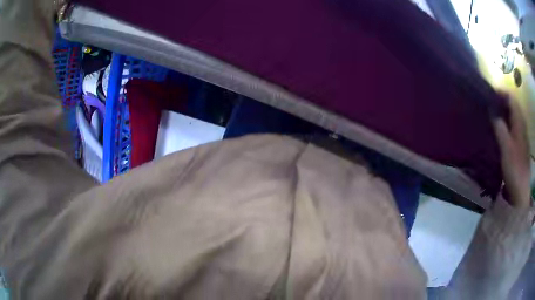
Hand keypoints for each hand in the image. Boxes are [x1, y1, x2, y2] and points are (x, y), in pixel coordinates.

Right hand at [493, 97, 531, 207]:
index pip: (511, 98)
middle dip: (501, 101)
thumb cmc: (514, 168)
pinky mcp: (520, 144)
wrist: (520, 192)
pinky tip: (499, 130)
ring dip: (503, 112)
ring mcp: (521, 135)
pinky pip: (513, 126)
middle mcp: (522, 124)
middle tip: (489, 105)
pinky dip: (506, 123)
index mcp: (519, 122)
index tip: (489, 95)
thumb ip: (499, 127)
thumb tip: (491, 110)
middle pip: (512, 105)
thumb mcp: (506, 148)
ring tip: (492, 115)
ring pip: (512, 115)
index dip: (501, 93)